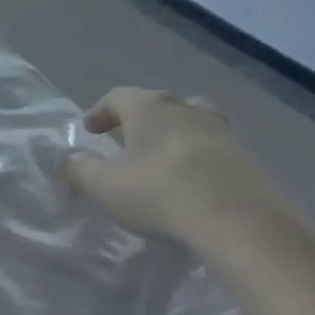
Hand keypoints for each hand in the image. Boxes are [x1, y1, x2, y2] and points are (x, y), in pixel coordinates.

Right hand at [63, 87, 280, 244]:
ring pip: (191, 119)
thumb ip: (81, 170)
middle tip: (124, 137)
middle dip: (138, 117)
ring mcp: (220, 130)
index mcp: (149, 109)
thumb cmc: (159, 192)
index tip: (89, 129)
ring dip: (172, 131)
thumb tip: (71, 160)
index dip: (100, 111)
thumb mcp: (105, 186)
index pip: (119, 96)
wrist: (236, 218)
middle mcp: (185, 109)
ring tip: (161, 153)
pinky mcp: (243, 155)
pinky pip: (211, 145)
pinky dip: (195, 154)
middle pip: (158, 102)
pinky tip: (189, 177)